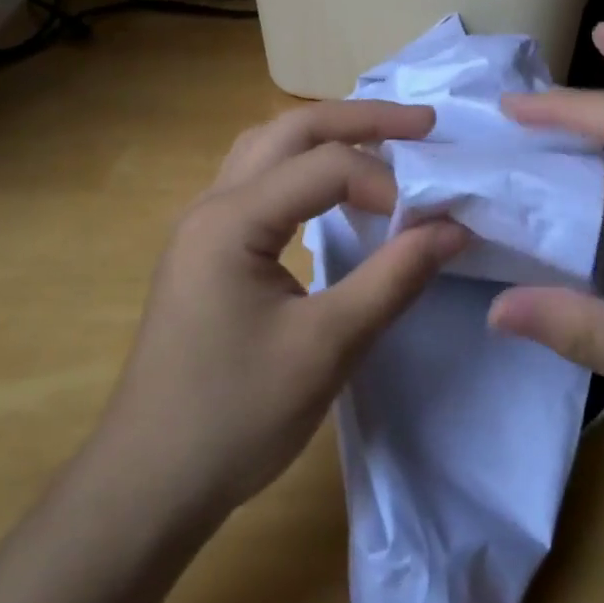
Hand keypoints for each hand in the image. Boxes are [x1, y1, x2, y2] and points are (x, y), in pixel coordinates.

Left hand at [97, 101, 469, 518]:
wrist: (149, 483)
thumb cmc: (235, 416)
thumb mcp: (327, 348)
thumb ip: (393, 279)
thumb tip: (454, 229)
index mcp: (232, 219)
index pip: (324, 165)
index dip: (385, 183)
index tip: (428, 224)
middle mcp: (211, 204)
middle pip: (290, 130)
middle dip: (359, 119)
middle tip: (422, 125)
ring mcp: (203, 225)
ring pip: (268, 148)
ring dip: (326, 136)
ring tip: (381, 142)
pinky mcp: (206, 250)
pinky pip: (259, 180)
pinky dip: (303, 168)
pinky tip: (330, 191)